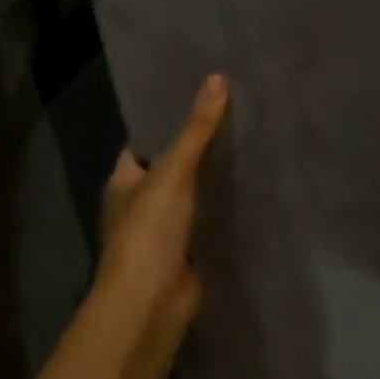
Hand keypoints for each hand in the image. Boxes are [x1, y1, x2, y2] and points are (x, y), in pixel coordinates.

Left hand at [91, 73, 228, 354]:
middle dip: (200, 147)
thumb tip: (217, 78)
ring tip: (254, 143)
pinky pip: (211, 219)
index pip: (146, 141)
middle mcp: (142, 203)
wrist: (153, 300)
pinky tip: (255, 188)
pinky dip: (227, 207)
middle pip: (174, 166)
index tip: (202, 96)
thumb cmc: (149, 231)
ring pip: (195, 194)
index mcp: (124, 181)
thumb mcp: (173, 172)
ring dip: (216, 178)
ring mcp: (166, 229)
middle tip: (239, 115)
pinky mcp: (191, 249)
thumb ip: (196, 130)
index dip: (169, 119)